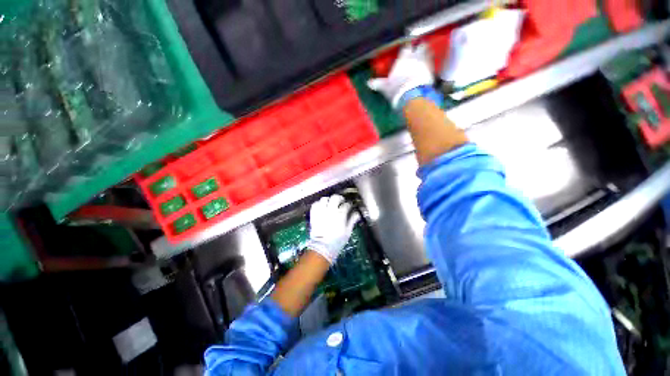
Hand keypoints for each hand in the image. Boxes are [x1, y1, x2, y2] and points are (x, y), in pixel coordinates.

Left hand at [306, 195, 360, 264]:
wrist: (322, 247)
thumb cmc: (337, 240)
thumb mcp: (348, 231)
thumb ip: (352, 220)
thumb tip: (357, 213)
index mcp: (340, 214)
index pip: (346, 205)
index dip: (349, 204)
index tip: (349, 206)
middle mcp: (330, 210)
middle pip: (335, 197)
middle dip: (339, 198)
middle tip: (341, 201)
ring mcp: (321, 211)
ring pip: (324, 199)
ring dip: (328, 200)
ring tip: (330, 203)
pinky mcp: (314, 214)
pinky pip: (315, 204)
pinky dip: (319, 203)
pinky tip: (322, 206)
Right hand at [367, 43, 434, 108]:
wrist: (411, 95)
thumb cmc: (396, 89)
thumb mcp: (385, 87)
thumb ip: (378, 83)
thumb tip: (368, 83)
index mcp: (403, 58)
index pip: (406, 47)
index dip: (407, 47)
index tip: (407, 49)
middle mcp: (415, 57)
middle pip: (421, 46)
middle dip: (420, 47)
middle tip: (419, 50)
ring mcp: (425, 63)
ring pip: (429, 53)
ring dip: (427, 54)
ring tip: (425, 57)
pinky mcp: (432, 71)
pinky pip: (433, 64)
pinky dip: (431, 65)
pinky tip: (429, 68)